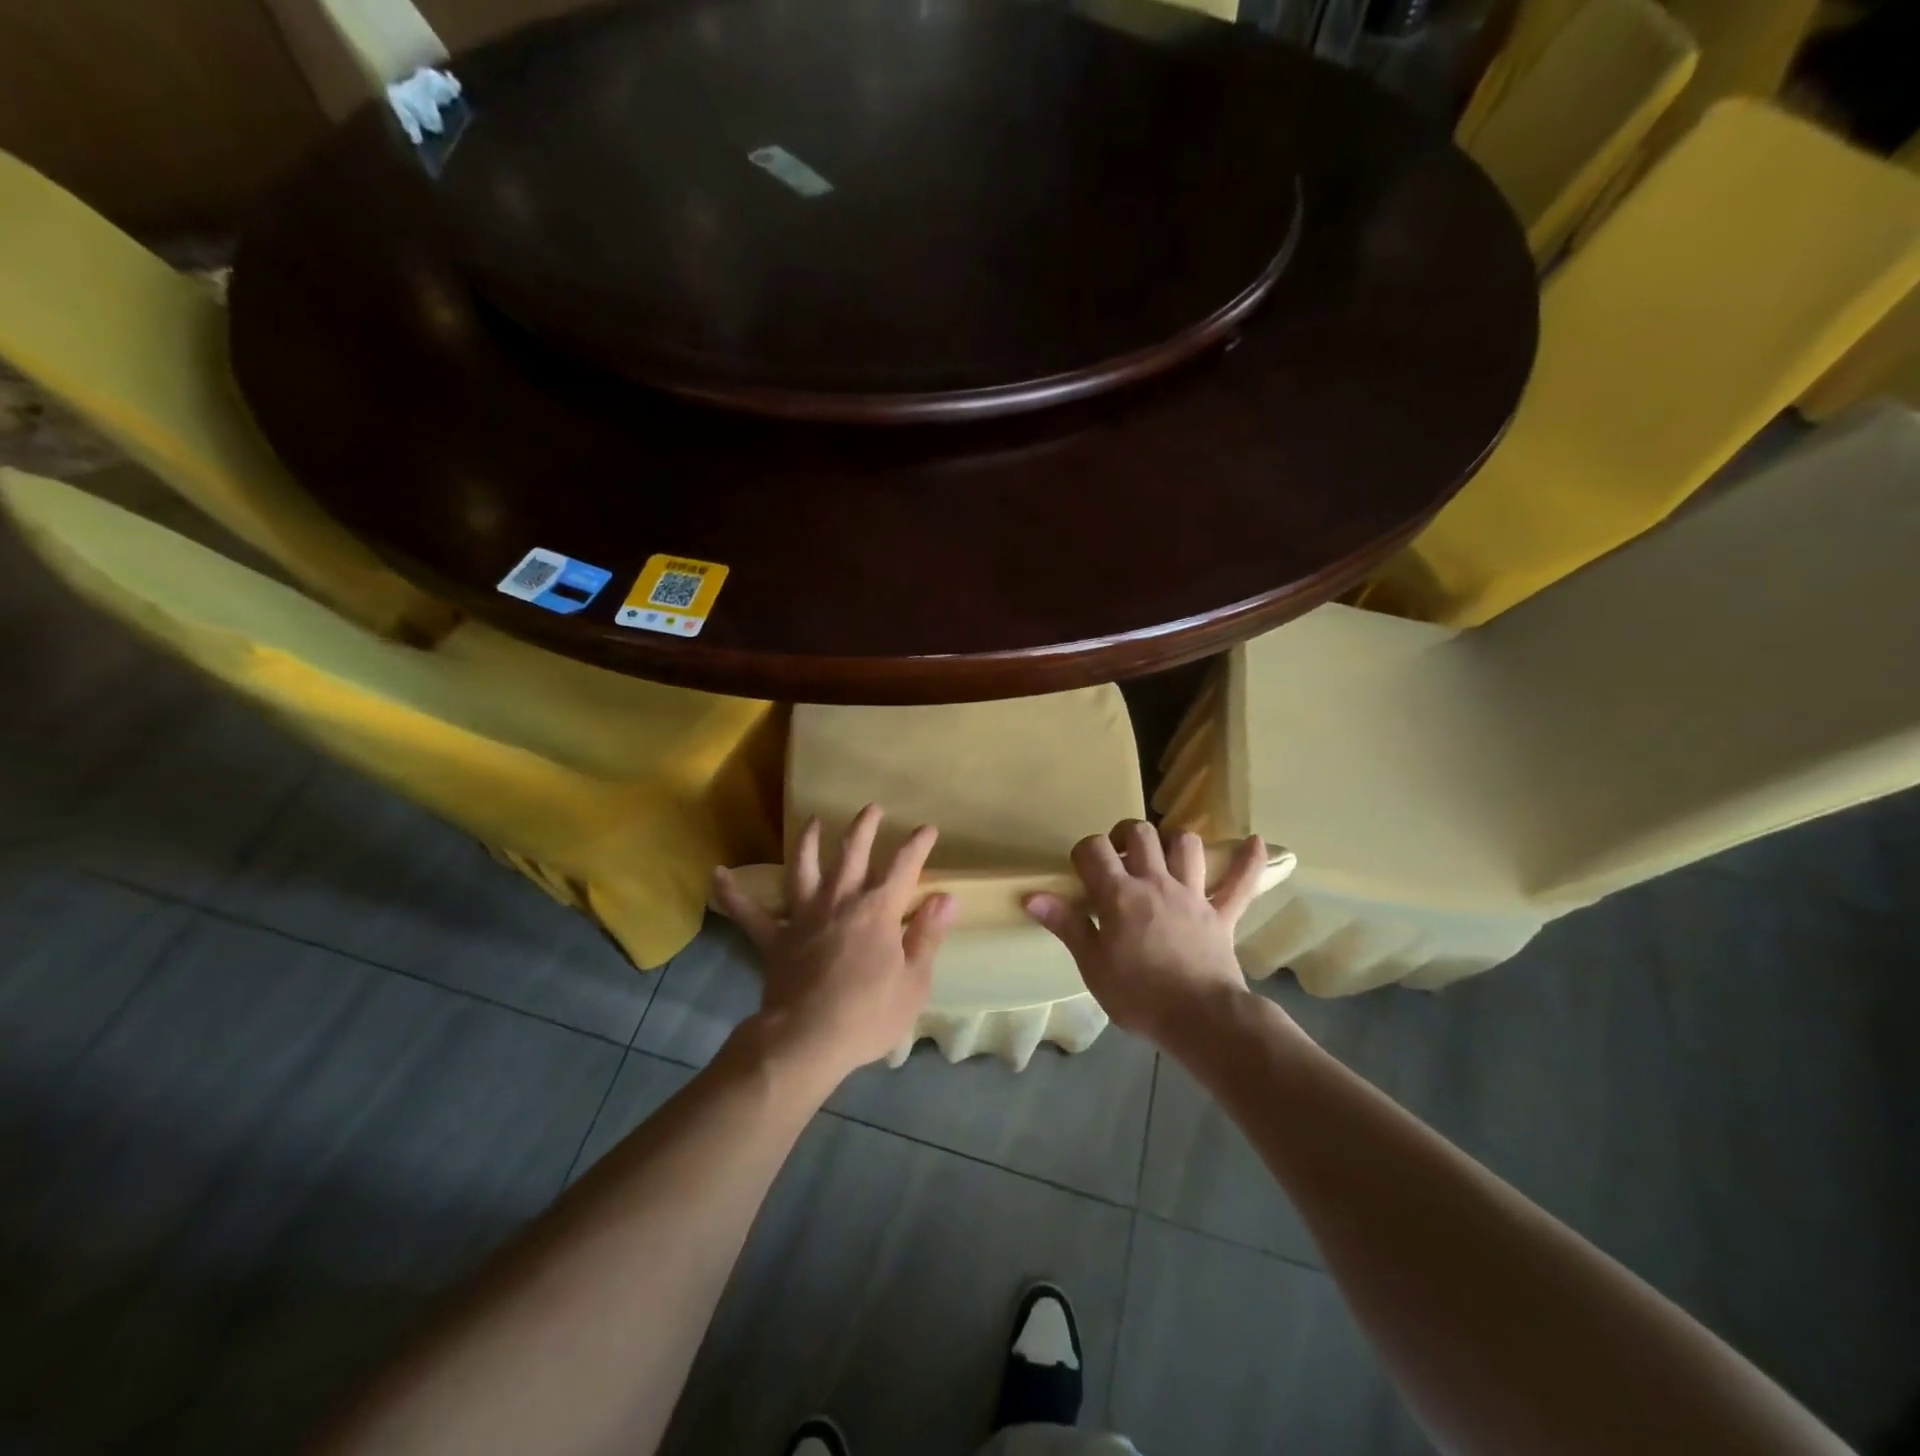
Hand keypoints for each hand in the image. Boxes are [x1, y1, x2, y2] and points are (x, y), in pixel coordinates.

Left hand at [711, 805, 955, 1083]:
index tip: (927, 828)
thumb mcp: (914, 981)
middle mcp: (840, 901)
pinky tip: (717, 875)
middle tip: (871, 809)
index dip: (917, 845)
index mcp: (878, 910)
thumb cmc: (868, 1014)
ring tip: (812, 821)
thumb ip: (927, 935)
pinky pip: (749, 913)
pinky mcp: (774, 939)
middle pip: (852, 853)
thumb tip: (946, 897)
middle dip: (864, 828)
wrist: (807, 1040)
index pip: (904, 867)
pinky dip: (733, 894)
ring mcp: (803, 916)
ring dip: (808, 842)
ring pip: (804, 868)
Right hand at [1024, 821, 1270, 1044]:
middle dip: (1124, 835)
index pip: (1093, 849)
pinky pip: (1241, 883)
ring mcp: (1193, 895)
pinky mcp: (1221, 914)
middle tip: (1118, 857)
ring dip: (1173, 842)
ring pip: (1186, 845)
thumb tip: (1032, 896)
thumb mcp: (1092, 965)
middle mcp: (1156, 882)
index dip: (1083, 853)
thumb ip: (1066, 925)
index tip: (1081, 872)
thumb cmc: (1139, 995)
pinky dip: (1249, 862)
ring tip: (1163, 855)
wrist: (1201, 1019)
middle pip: (1140, 833)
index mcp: (1120, 894)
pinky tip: (1256, 843)